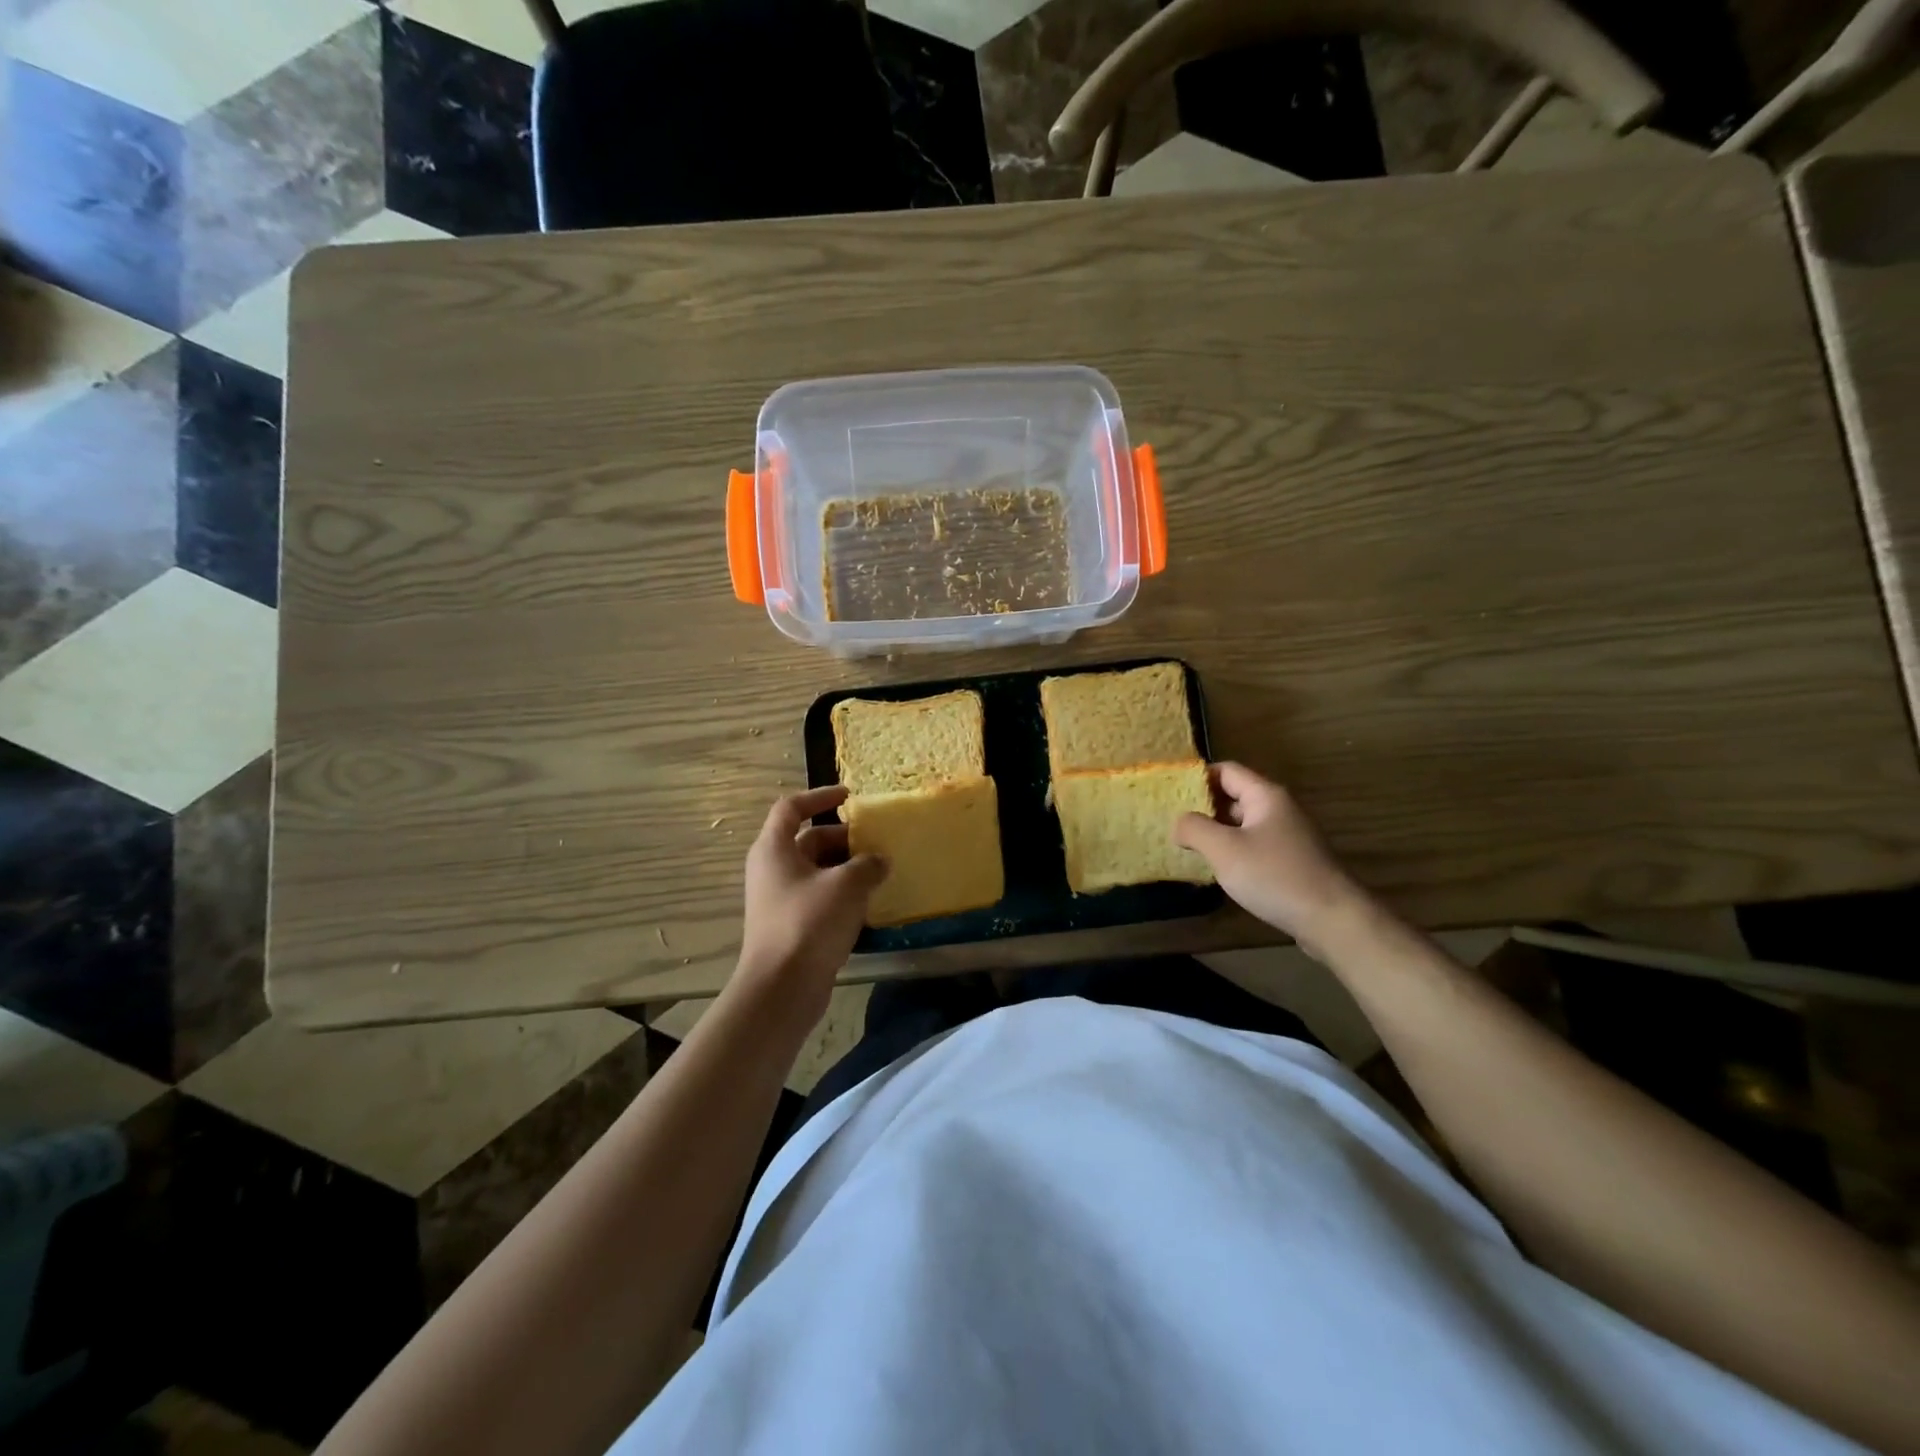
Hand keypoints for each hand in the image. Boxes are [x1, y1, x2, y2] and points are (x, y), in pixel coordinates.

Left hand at [737, 786, 887, 1011]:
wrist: (782, 988)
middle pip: (809, 840)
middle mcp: (772, 869)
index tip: (849, 796)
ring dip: (847, 868)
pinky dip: (842, 894)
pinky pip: (820, 897)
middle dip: (844, 838)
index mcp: (774, 848)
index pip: (791, 808)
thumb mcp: (847, 885)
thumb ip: (868, 864)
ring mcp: (780, 899)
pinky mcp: (792, 925)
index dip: (819, 796)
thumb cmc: (809, 923)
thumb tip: (879, 860)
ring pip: (817, 871)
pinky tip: (869, 903)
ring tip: (880, 871)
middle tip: (877, 842)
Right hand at [1174, 762, 1369, 956]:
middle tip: (1173, 822)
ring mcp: (1288, 836)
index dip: (1197, 777)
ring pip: (1243, 823)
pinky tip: (1219, 869)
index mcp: (1265, 796)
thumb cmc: (1275, 876)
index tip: (1170, 794)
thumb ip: (1195, 828)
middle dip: (1204, 807)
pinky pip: (1255, 845)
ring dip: (1218, 831)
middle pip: (1234, 796)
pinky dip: (1234, 850)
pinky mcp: (1292, 861)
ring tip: (1189, 846)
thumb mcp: (1224, 849)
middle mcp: (1279, 809)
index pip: (1226, 771)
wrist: (1332, 920)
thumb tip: (1179, 823)